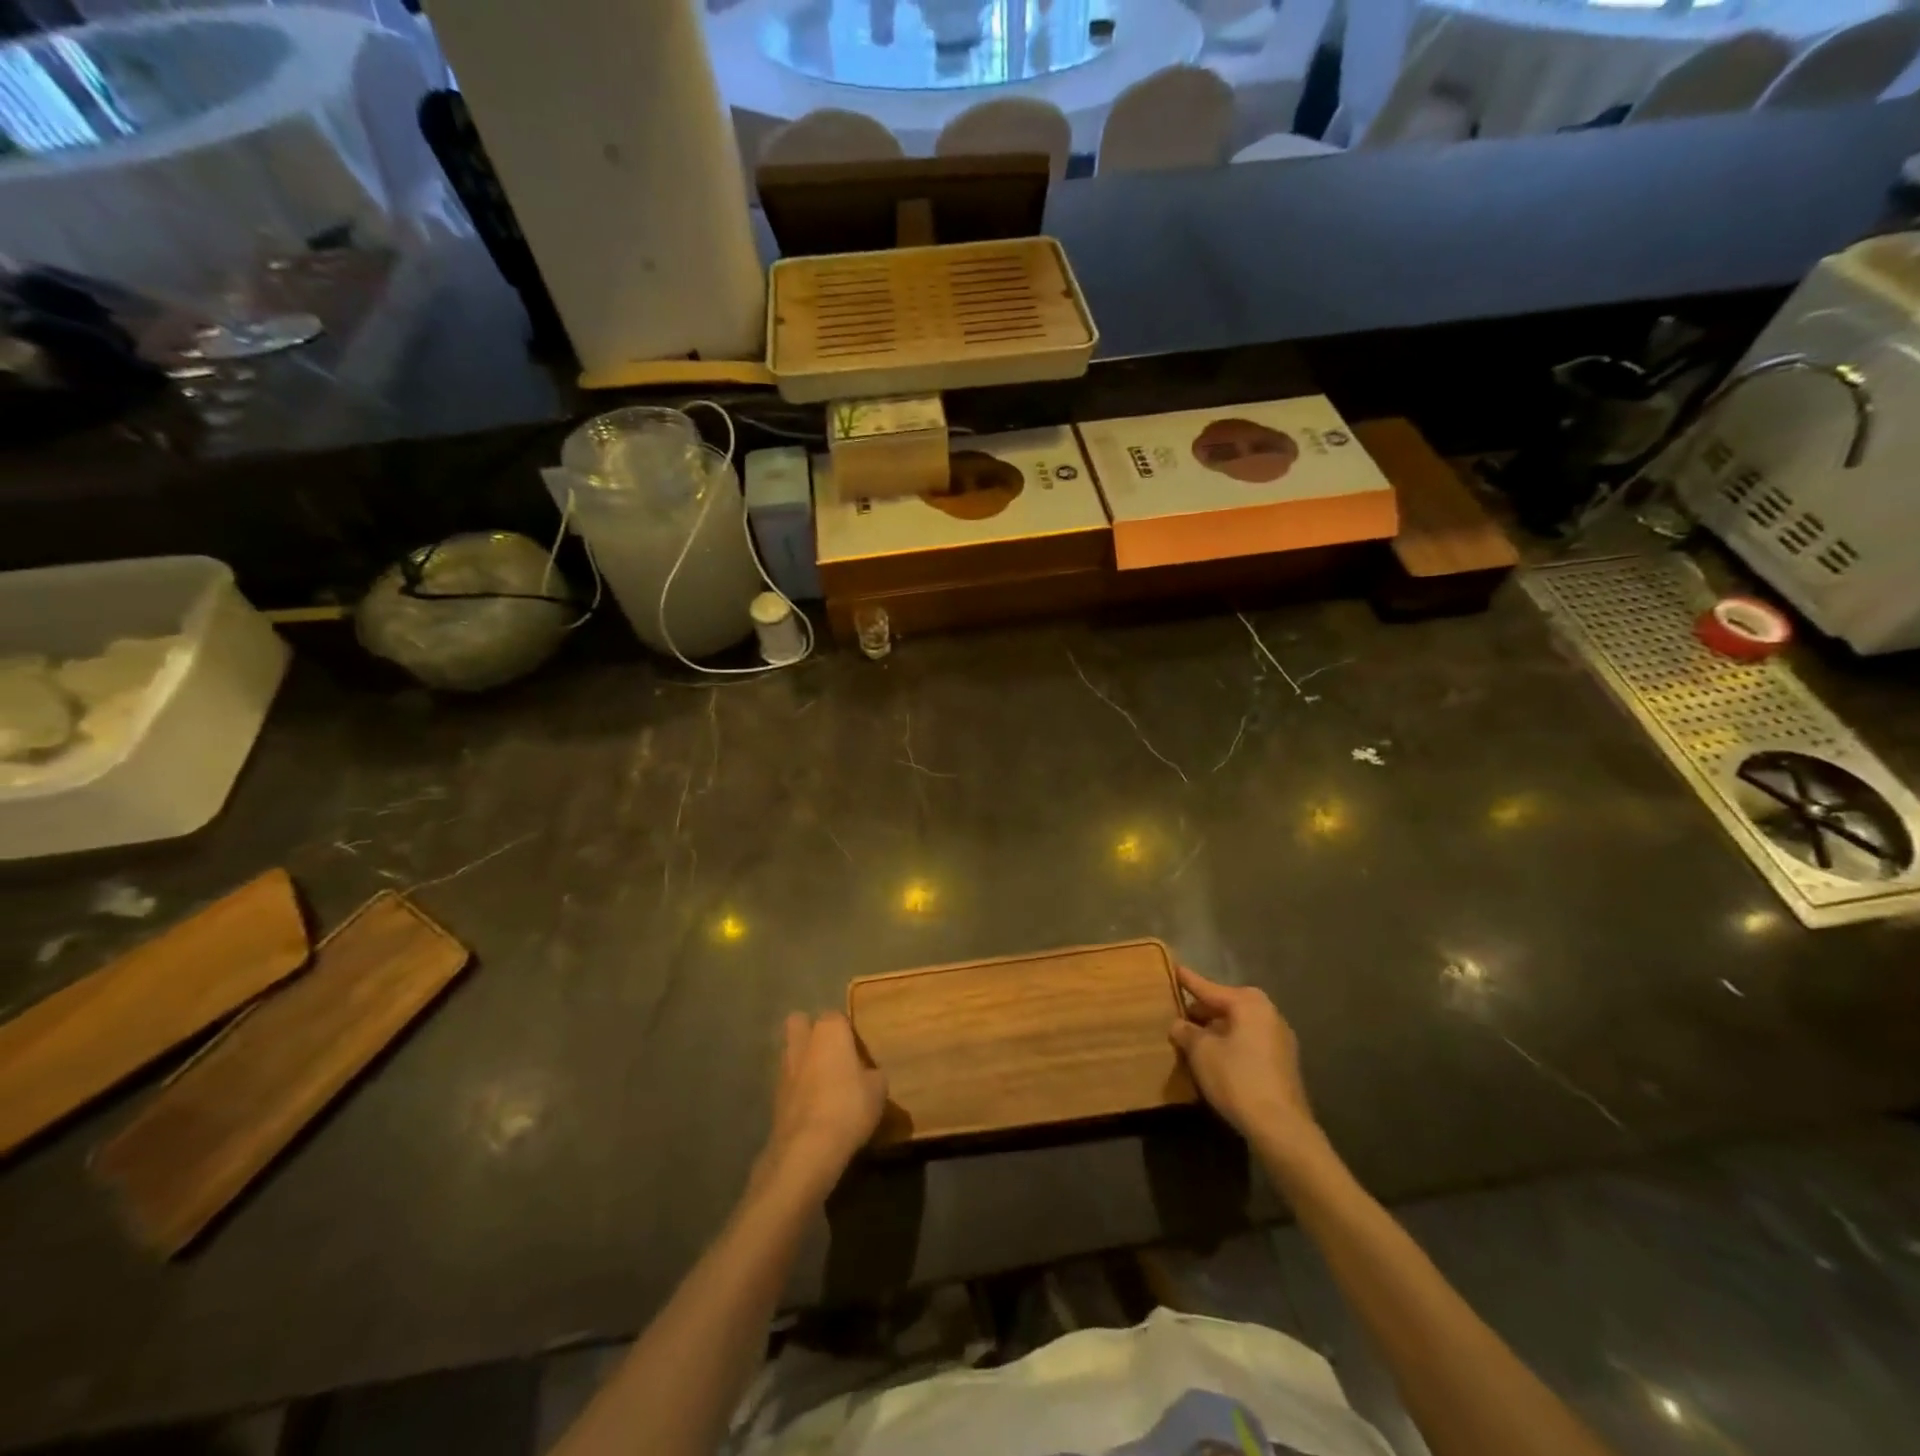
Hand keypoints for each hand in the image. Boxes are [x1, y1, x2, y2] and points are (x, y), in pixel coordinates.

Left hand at [757, 1012, 887, 1200]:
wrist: (807, 1148)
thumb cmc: (849, 1106)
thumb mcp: (878, 1089)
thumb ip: (873, 1073)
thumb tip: (868, 1074)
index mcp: (829, 1030)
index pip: (837, 1017)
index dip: (848, 1032)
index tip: (859, 1051)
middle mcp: (803, 1042)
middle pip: (800, 1023)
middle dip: (811, 1033)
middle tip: (833, 1054)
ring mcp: (784, 1069)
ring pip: (792, 1053)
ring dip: (804, 1063)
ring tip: (825, 1085)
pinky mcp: (774, 1097)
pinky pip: (789, 1083)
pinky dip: (798, 1090)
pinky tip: (814, 1108)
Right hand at [1169, 965, 1320, 1157]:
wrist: (1280, 1127)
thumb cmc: (1237, 1078)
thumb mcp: (1201, 1052)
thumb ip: (1186, 1032)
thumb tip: (1179, 1024)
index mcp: (1248, 1003)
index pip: (1209, 988)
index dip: (1188, 981)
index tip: (1174, 968)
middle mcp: (1268, 1013)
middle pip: (1227, 1005)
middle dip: (1203, 1010)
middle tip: (1179, 1014)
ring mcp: (1280, 1038)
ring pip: (1239, 1025)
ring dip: (1217, 1029)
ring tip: (1194, 1038)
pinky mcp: (1283, 1062)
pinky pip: (1249, 1042)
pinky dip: (1231, 1043)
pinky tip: (1216, 1058)